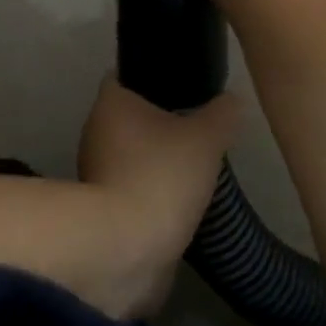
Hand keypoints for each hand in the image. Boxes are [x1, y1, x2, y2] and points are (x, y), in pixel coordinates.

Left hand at [79, 75, 239, 315]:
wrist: (125, 248)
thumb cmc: (161, 176)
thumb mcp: (206, 139)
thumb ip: (222, 114)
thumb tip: (233, 100)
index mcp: (111, 102)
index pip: (125, 77)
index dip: (152, 79)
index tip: (181, 87)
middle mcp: (94, 130)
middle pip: (128, 117)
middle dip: (157, 124)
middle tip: (194, 130)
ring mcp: (92, 172)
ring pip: (127, 155)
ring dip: (153, 161)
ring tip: (190, 169)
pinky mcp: (98, 210)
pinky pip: (127, 189)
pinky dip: (148, 193)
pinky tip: (176, 202)